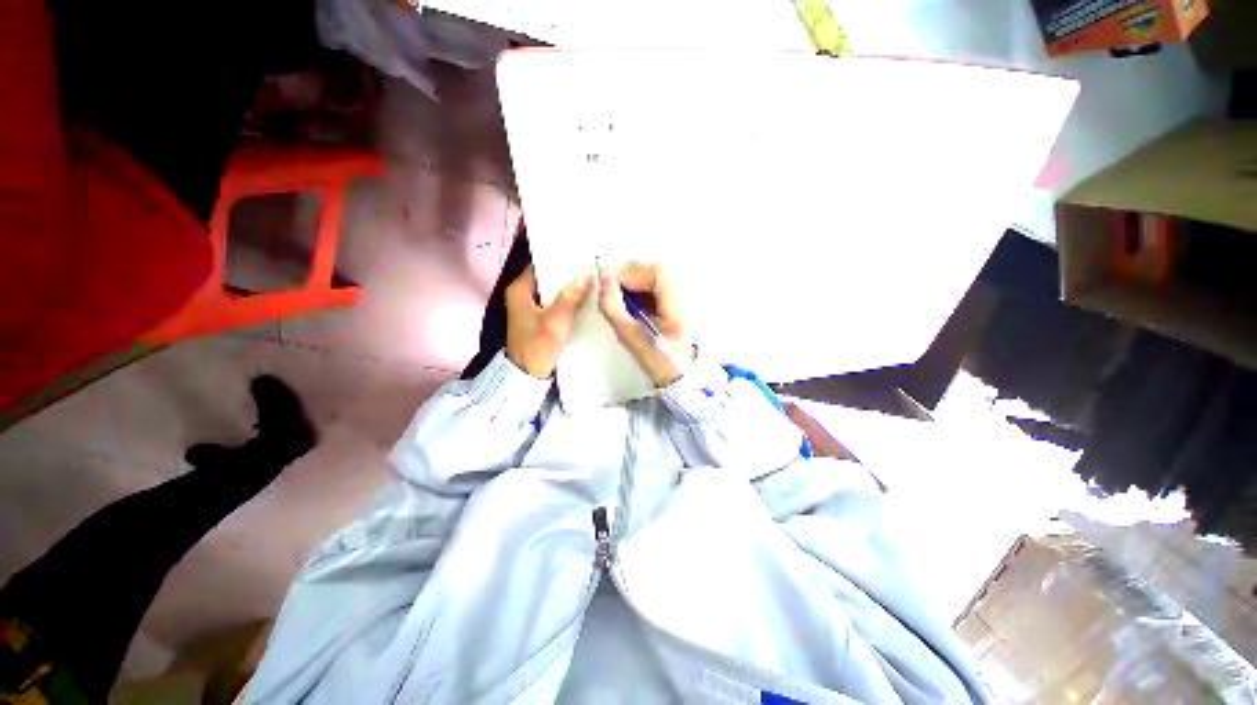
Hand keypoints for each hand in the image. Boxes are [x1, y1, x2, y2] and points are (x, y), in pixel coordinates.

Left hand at [505, 266, 593, 378]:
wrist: (528, 374)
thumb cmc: (538, 345)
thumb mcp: (556, 320)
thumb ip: (571, 296)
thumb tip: (587, 274)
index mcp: (520, 289)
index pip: (540, 264)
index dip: (559, 258)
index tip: (580, 253)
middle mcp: (523, 294)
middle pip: (548, 277)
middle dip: (568, 273)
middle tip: (591, 265)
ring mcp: (531, 307)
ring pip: (553, 290)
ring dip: (569, 287)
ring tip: (591, 278)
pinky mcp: (539, 318)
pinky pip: (555, 302)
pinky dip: (567, 300)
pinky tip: (584, 298)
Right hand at [597, 262, 695, 386]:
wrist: (677, 374)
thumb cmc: (658, 360)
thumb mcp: (630, 336)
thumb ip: (613, 306)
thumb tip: (603, 278)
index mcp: (678, 304)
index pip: (656, 271)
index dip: (629, 271)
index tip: (606, 281)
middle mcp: (685, 295)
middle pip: (654, 269)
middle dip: (627, 274)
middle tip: (607, 287)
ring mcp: (682, 296)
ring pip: (652, 275)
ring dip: (631, 281)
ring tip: (616, 297)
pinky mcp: (675, 299)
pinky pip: (654, 284)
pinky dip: (638, 289)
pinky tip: (629, 302)